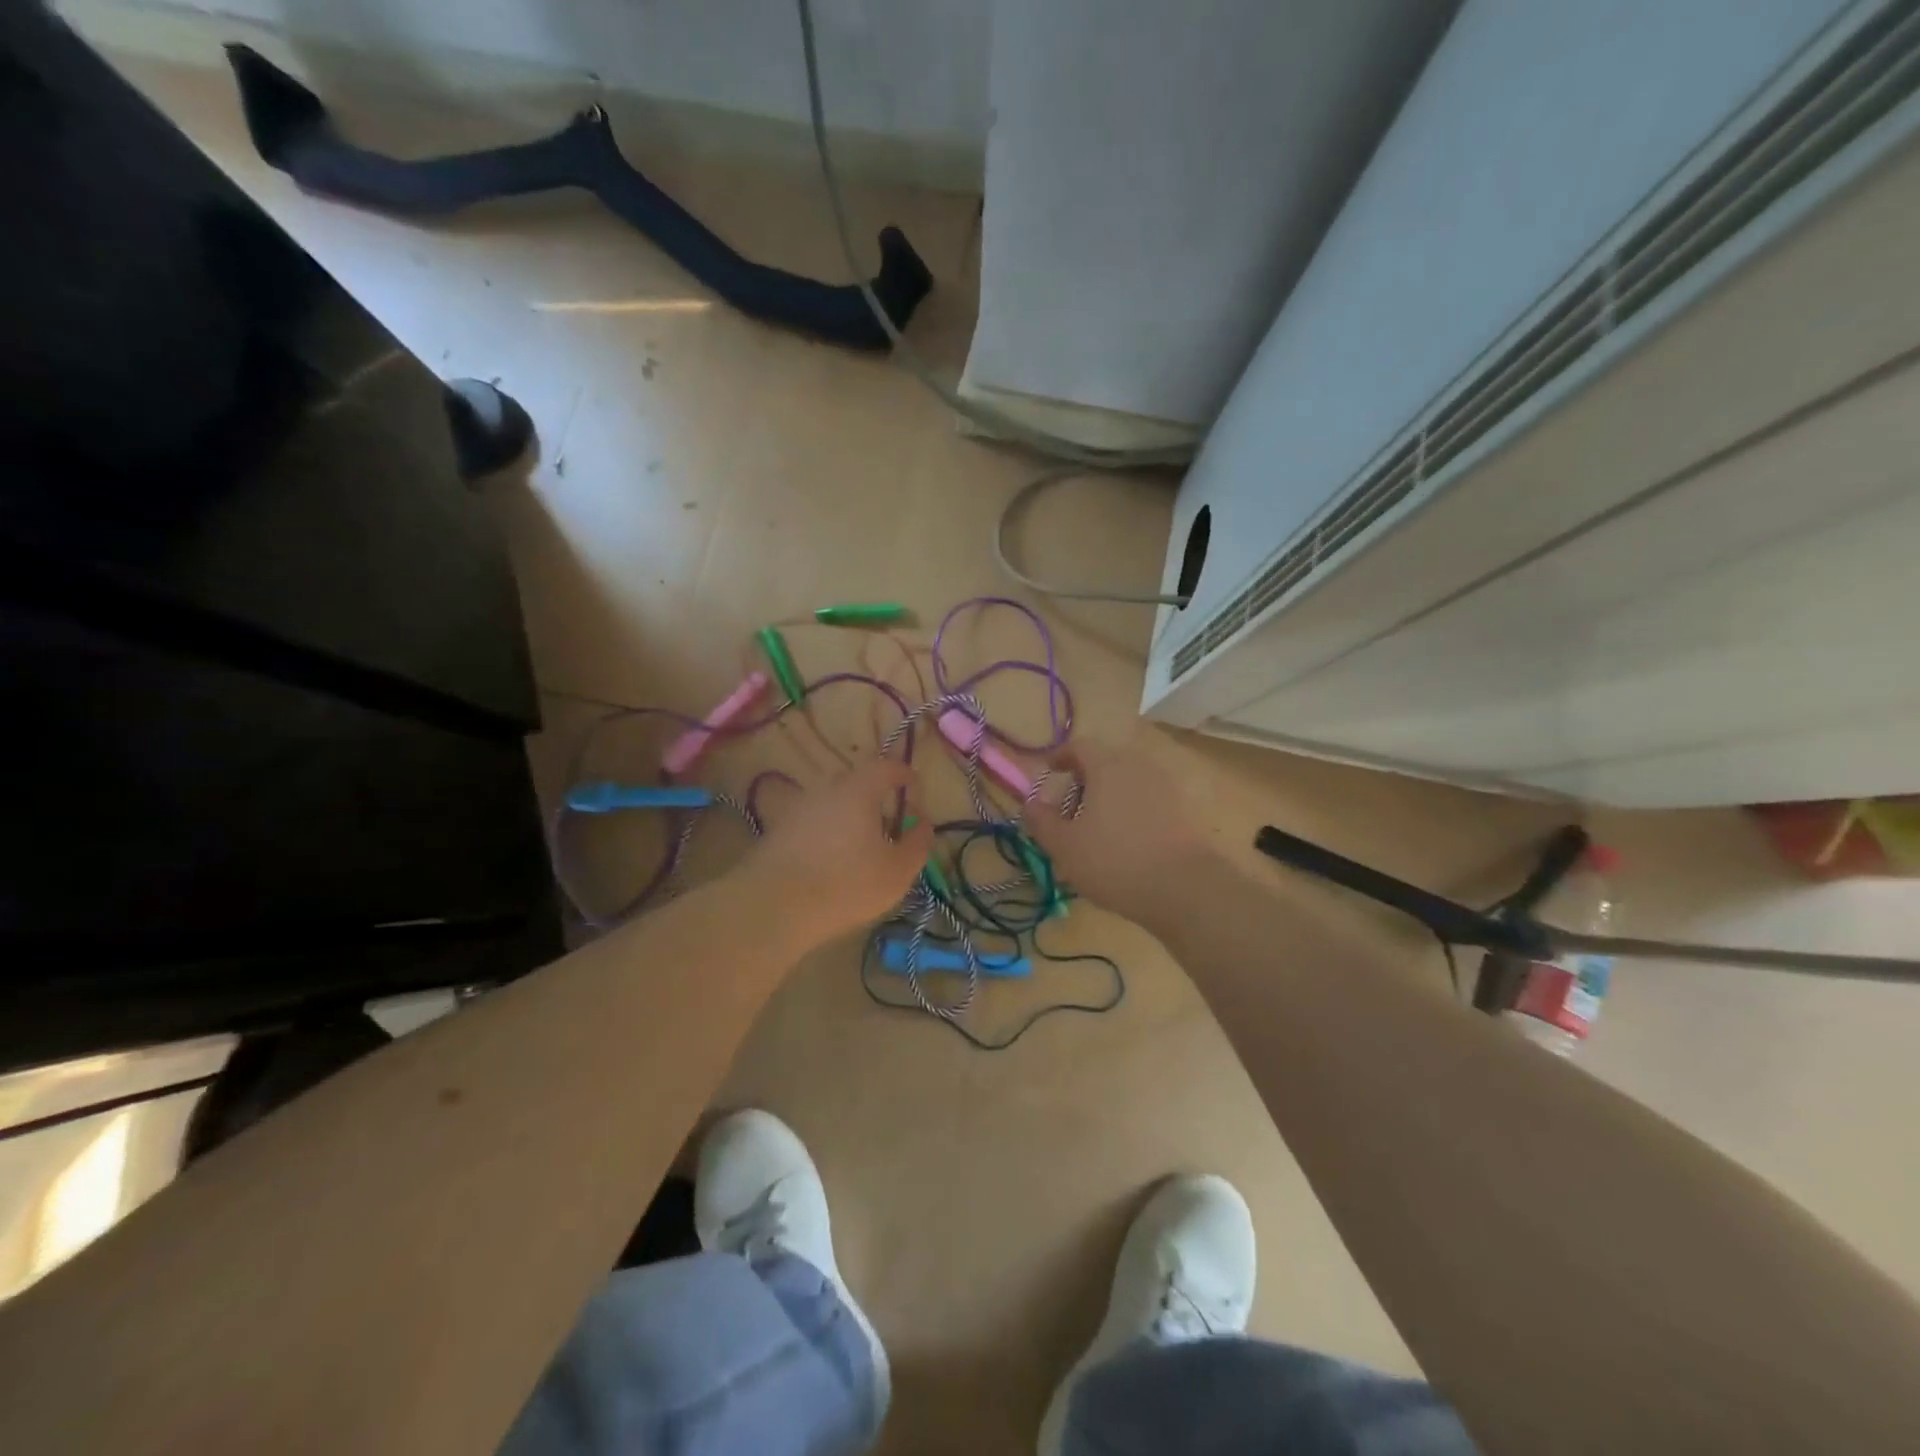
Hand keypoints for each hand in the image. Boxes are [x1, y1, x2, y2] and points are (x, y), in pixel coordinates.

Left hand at [741, 757, 932, 944]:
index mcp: (858, 790)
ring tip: (860, 846)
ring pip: (831, 803)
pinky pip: (812, 822)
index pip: (885, 767)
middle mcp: (826, 789)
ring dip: (849, 816)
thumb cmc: (846, 884)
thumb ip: (917, 844)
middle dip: (875, 797)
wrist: (773, 906)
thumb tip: (923, 825)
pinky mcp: (777, 831)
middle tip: (888, 823)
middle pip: (855, 782)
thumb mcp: (897, 871)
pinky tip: (831, 860)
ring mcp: (797, 808)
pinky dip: (827, 832)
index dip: (903, 774)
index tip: (914, 786)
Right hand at [1026, 737, 1215, 913]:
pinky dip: (1130, 811)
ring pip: (1127, 782)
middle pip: (1105, 762)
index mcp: (1107, 767)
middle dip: (1083, 781)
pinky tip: (1124, 844)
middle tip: (1068, 810)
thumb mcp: (1065, 846)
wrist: (1185, 888)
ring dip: (1108, 797)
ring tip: (1095, 830)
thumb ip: (1041, 821)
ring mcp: (1165, 788)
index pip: (1080, 746)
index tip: (1049, 772)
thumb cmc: (1115, 861)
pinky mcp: (1183, 811)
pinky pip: (1147, 801)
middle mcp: (1138, 767)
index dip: (1060, 756)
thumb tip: (1030, 802)